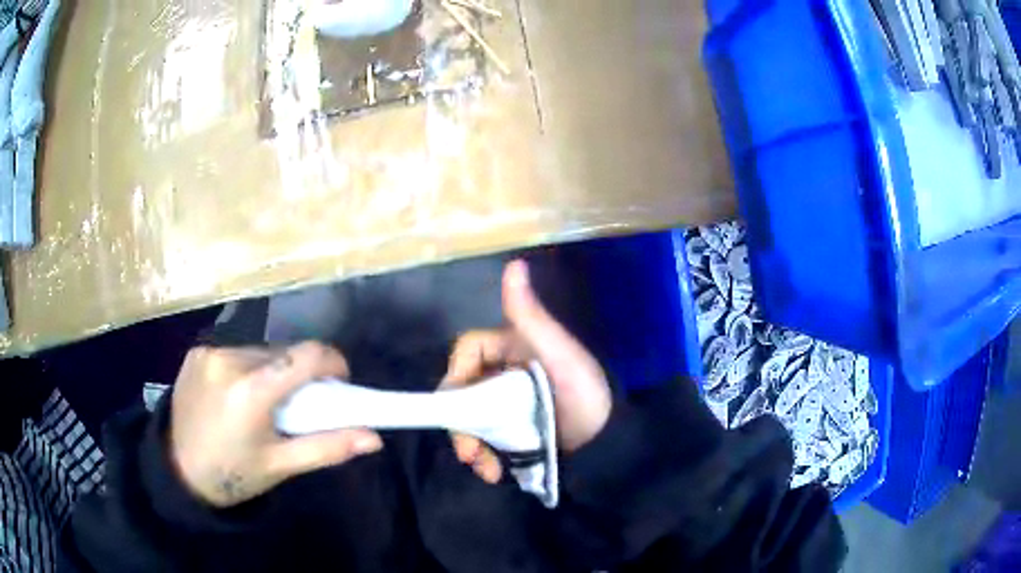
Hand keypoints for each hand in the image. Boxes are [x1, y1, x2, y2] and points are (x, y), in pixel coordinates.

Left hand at [169, 342, 382, 507]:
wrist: (176, 470)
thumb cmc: (233, 474)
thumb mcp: (281, 466)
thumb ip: (327, 448)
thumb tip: (374, 439)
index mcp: (251, 391)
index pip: (306, 356)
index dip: (332, 362)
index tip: (339, 382)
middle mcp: (229, 360)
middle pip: (284, 353)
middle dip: (300, 375)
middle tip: (298, 407)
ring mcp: (209, 352)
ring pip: (260, 352)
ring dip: (273, 371)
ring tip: (266, 403)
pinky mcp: (196, 352)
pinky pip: (237, 353)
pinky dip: (248, 369)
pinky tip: (239, 396)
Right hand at [442, 260, 611, 483]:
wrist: (609, 439)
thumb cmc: (584, 392)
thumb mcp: (559, 354)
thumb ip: (531, 316)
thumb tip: (514, 264)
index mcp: (510, 347)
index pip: (468, 351)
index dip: (457, 374)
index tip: (457, 403)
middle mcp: (503, 372)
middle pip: (463, 389)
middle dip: (460, 420)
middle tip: (468, 452)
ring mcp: (505, 403)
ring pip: (469, 416)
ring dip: (469, 443)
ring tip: (484, 468)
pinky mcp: (510, 429)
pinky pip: (484, 437)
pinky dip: (484, 454)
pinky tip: (494, 472)